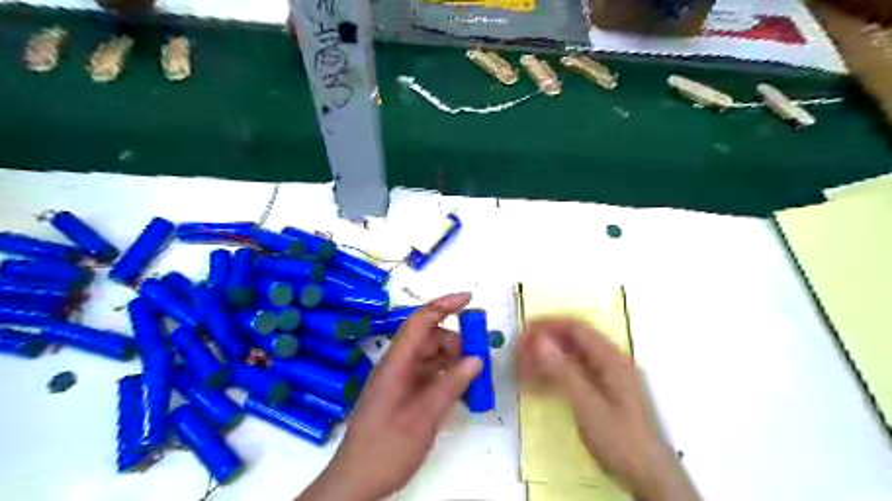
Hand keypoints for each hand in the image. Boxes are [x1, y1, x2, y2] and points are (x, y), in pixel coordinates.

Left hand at [294, 294, 481, 500]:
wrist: (357, 481)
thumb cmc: (387, 447)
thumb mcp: (424, 416)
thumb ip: (451, 385)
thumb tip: (476, 359)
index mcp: (396, 361)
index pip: (421, 320)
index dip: (444, 305)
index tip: (470, 299)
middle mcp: (398, 364)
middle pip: (430, 339)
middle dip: (457, 342)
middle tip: (481, 356)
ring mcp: (401, 379)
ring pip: (432, 357)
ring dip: (454, 361)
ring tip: (476, 375)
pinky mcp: (404, 394)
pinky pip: (430, 375)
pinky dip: (448, 377)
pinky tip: (463, 390)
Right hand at [521, 318, 699, 497]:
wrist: (647, 476)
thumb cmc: (620, 439)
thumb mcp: (588, 405)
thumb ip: (563, 371)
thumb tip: (540, 340)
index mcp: (610, 358)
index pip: (576, 328)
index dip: (548, 326)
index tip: (524, 332)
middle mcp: (608, 361)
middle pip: (571, 341)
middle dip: (543, 343)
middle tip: (518, 353)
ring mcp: (604, 377)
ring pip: (568, 358)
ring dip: (544, 360)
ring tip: (521, 369)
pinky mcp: (598, 392)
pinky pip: (571, 375)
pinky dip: (552, 376)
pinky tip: (535, 386)